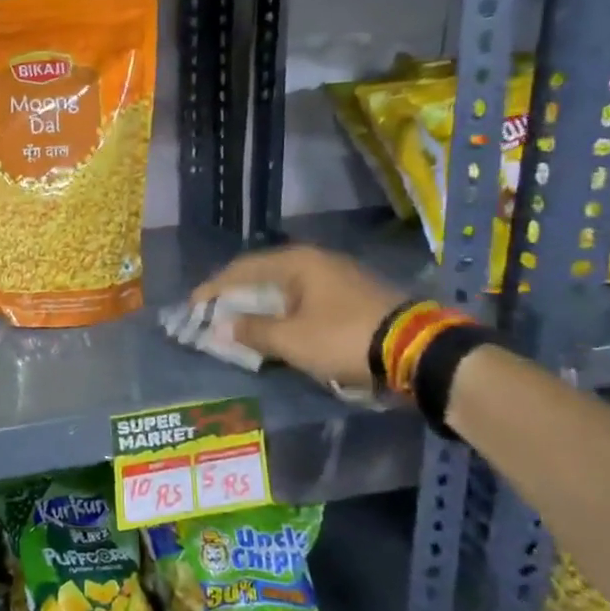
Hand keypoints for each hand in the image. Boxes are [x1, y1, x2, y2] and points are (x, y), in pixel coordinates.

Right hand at [191, 246, 405, 391]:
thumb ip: (253, 331)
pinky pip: (304, 299)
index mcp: (296, 262)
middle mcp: (315, 261)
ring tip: (241, 324)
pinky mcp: (352, 296)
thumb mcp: (291, 340)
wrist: (416, 350)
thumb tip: (224, 326)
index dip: (214, 288)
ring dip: (260, 305)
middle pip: (263, 275)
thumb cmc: (343, 338)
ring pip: (285, 288)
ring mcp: (337, 276)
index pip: (242, 269)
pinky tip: (278, 328)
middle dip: (236, 296)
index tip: (193, 306)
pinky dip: (283, 312)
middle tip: (214, 314)